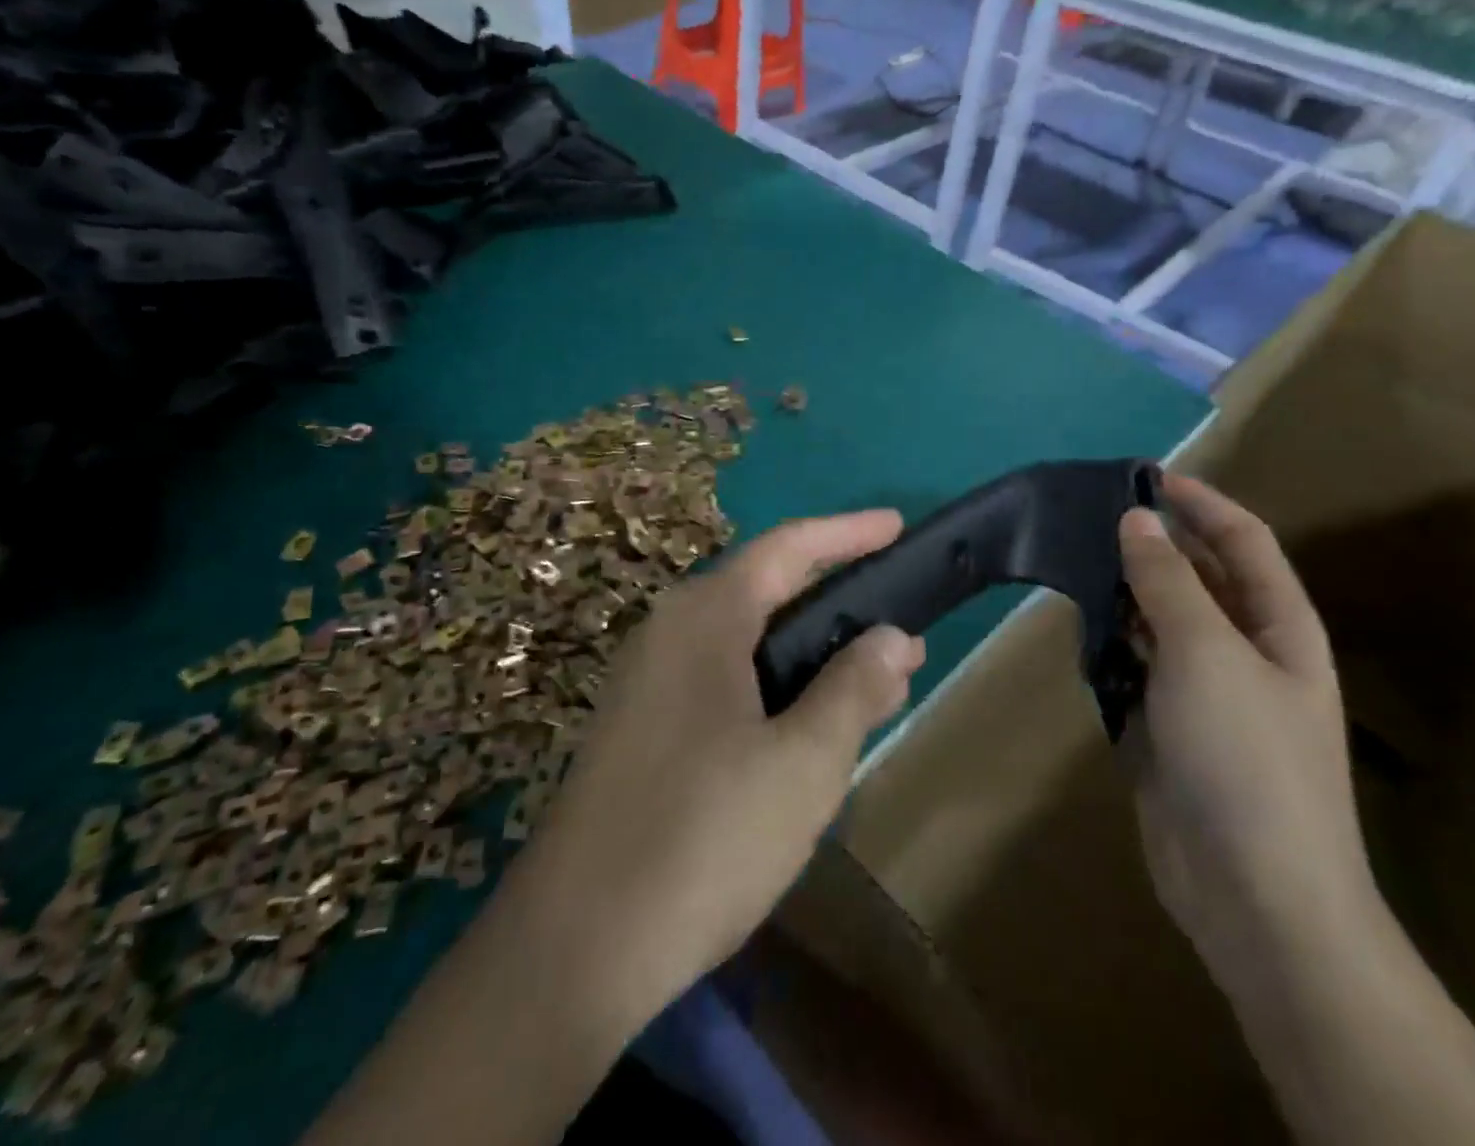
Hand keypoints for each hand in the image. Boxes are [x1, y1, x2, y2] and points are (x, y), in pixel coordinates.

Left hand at [514, 511, 925, 1023]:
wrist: (574, 947)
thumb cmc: (703, 838)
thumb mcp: (804, 763)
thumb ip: (854, 688)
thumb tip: (892, 635)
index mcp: (705, 617)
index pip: (788, 549)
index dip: (848, 532)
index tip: (898, 527)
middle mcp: (670, 631)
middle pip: (767, 591)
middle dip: (838, 604)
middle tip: (901, 628)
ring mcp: (648, 681)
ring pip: (747, 643)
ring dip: (811, 655)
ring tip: (874, 681)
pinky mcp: (642, 727)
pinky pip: (723, 680)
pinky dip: (776, 688)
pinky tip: (810, 727)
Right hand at [1118, 477, 1378, 984]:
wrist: (1253, 893)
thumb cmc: (1246, 759)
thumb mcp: (1205, 653)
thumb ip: (1167, 582)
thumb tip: (1137, 520)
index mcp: (1278, 626)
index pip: (1242, 540)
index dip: (1200, 502)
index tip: (1142, 475)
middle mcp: (1244, 649)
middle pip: (1197, 576)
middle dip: (1151, 544)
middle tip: (1087, 516)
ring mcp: (1204, 689)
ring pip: (1159, 619)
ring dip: (1122, 592)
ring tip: (1071, 561)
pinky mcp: (1166, 723)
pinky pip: (1134, 664)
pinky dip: (1108, 643)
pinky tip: (1077, 629)